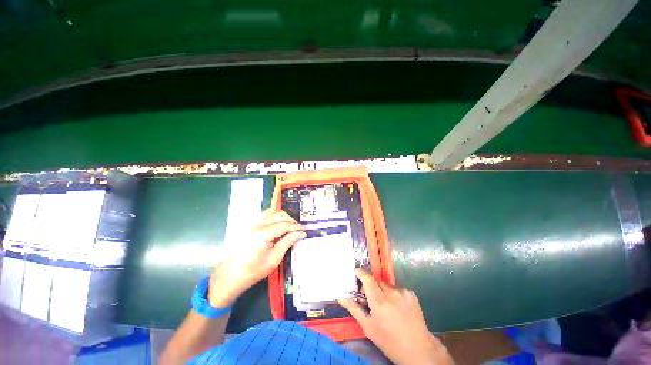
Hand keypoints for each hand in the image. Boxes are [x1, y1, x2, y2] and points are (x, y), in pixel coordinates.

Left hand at [208, 209, 305, 306]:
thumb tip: (300, 234)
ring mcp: (250, 223)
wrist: (229, 276)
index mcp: (262, 234)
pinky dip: (274, 216)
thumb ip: (288, 242)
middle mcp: (255, 224)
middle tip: (298, 229)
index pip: (284, 225)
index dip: (296, 227)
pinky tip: (278, 224)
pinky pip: (264, 214)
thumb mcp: (274, 259)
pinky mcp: (248, 224)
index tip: (304, 230)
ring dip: (283, 216)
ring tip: (290, 226)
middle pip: (278, 214)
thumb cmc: (252, 271)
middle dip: (291, 220)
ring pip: (271, 211)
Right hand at [339, 269, 453, 364]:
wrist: (419, 350)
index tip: (356, 273)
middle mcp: (391, 292)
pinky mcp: (411, 294)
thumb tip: (342, 298)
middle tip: (370, 298)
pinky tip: (397, 307)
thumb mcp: (369, 327)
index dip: (361, 273)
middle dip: (371, 286)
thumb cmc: (389, 341)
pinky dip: (394, 294)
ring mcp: (403, 292)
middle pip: (376, 281)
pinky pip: (397, 289)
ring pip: (387, 285)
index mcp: (379, 301)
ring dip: (382, 290)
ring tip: (385, 306)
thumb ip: (354, 309)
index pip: (367, 278)